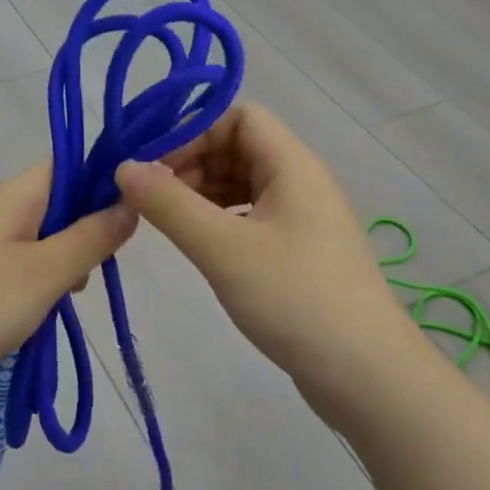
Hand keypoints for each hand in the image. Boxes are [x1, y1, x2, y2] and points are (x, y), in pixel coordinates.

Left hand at [0, 164, 137, 403]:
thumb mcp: (45, 272)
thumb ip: (91, 238)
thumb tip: (129, 203)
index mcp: (14, 194)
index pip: (69, 166)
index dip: (104, 184)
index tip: (131, 218)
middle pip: (55, 203)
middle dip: (84, 233)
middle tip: (94, 272)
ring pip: (36, 238)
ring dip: (59, 263)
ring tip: (64, 300)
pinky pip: (12, 264)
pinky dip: (32, 283)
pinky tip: (35, 314)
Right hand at [114, 103, 415, 424]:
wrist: (366, 373)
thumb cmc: (294, 298)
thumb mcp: (223, 248)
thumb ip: (169, 205)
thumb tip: (124, 167)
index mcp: (292, 164)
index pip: (238, 117)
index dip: (193, 132)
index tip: (152, 166)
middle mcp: (301, 181)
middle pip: (239, 147)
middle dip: (192, 164)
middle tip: (152, 199)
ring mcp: (304, 217)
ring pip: (243, 183)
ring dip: (203, 193)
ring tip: (168, 222)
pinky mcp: (301, 250)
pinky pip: (252, 216)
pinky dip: (221, 219)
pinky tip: (201, 244)